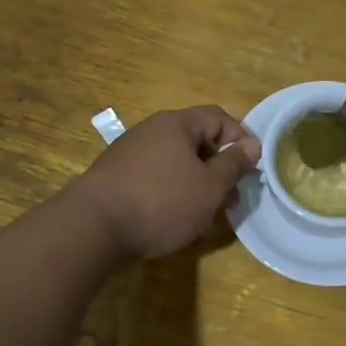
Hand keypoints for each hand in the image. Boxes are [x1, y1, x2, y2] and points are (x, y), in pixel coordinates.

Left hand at [73, 106, 261, 260]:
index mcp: (177, 124)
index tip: (251, 169)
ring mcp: (130, 153)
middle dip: (219, 168)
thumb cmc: (161, 202)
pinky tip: (175, 220)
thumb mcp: (210, 187)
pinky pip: (155, 178)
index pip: (219, 118)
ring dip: (196, 184)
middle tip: (231, 199)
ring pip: (176, 162)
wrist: (93, 227)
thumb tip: (252, 145)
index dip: (240, 139)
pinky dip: (172, 193)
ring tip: (206, 216)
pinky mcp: (116, 177)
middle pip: (196, 141)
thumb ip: (234, 164)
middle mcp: (152, 130)